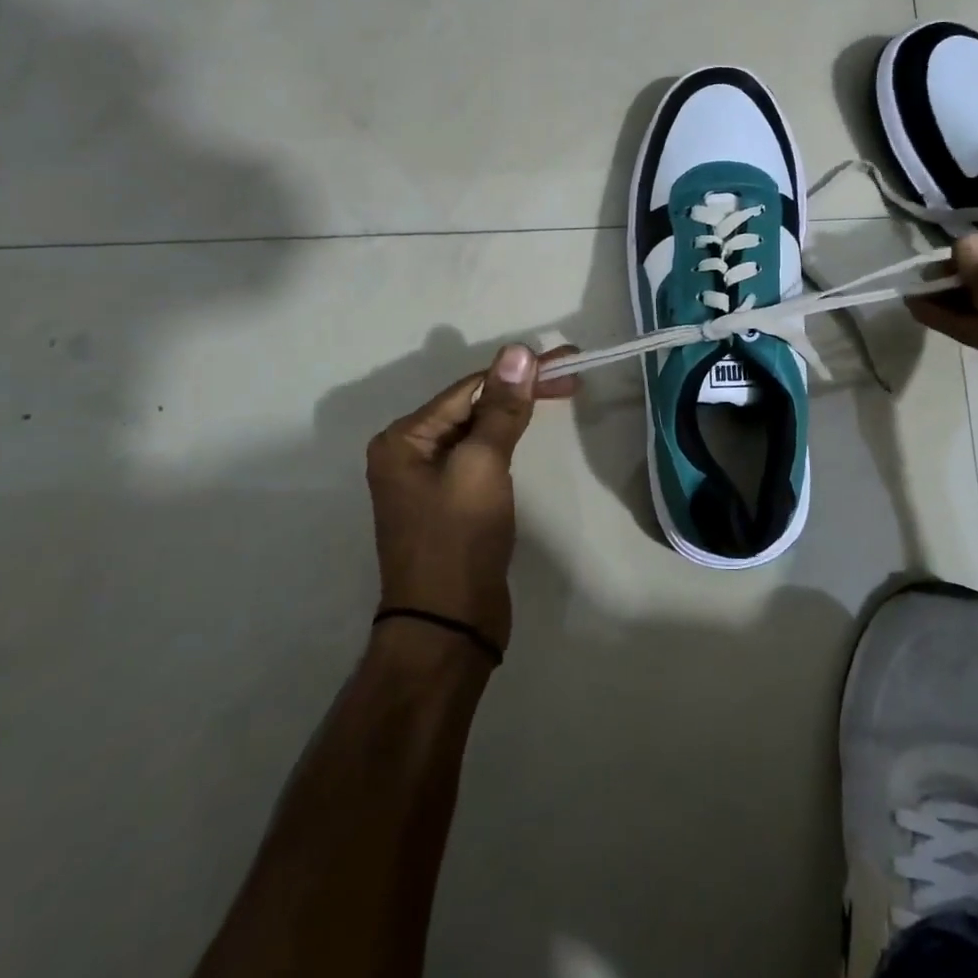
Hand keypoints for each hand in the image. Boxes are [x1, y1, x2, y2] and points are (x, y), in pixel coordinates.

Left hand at [364, 345, 578, 650]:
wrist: (448, 625)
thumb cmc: (459, 539)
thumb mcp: (482, 465)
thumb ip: (501, 408)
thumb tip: (518, 351)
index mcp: (404, 439)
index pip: (470, 388)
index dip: (520, 372)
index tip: (567, 361)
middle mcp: (409, 453)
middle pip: (473, 406)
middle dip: (521, 390)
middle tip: (573, 378)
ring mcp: (428, 480)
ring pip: (479, 431)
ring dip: (516, 411)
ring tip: (560, 394)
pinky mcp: (450, 502)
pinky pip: (480, 457)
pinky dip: (507, 440)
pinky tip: (527, 432)